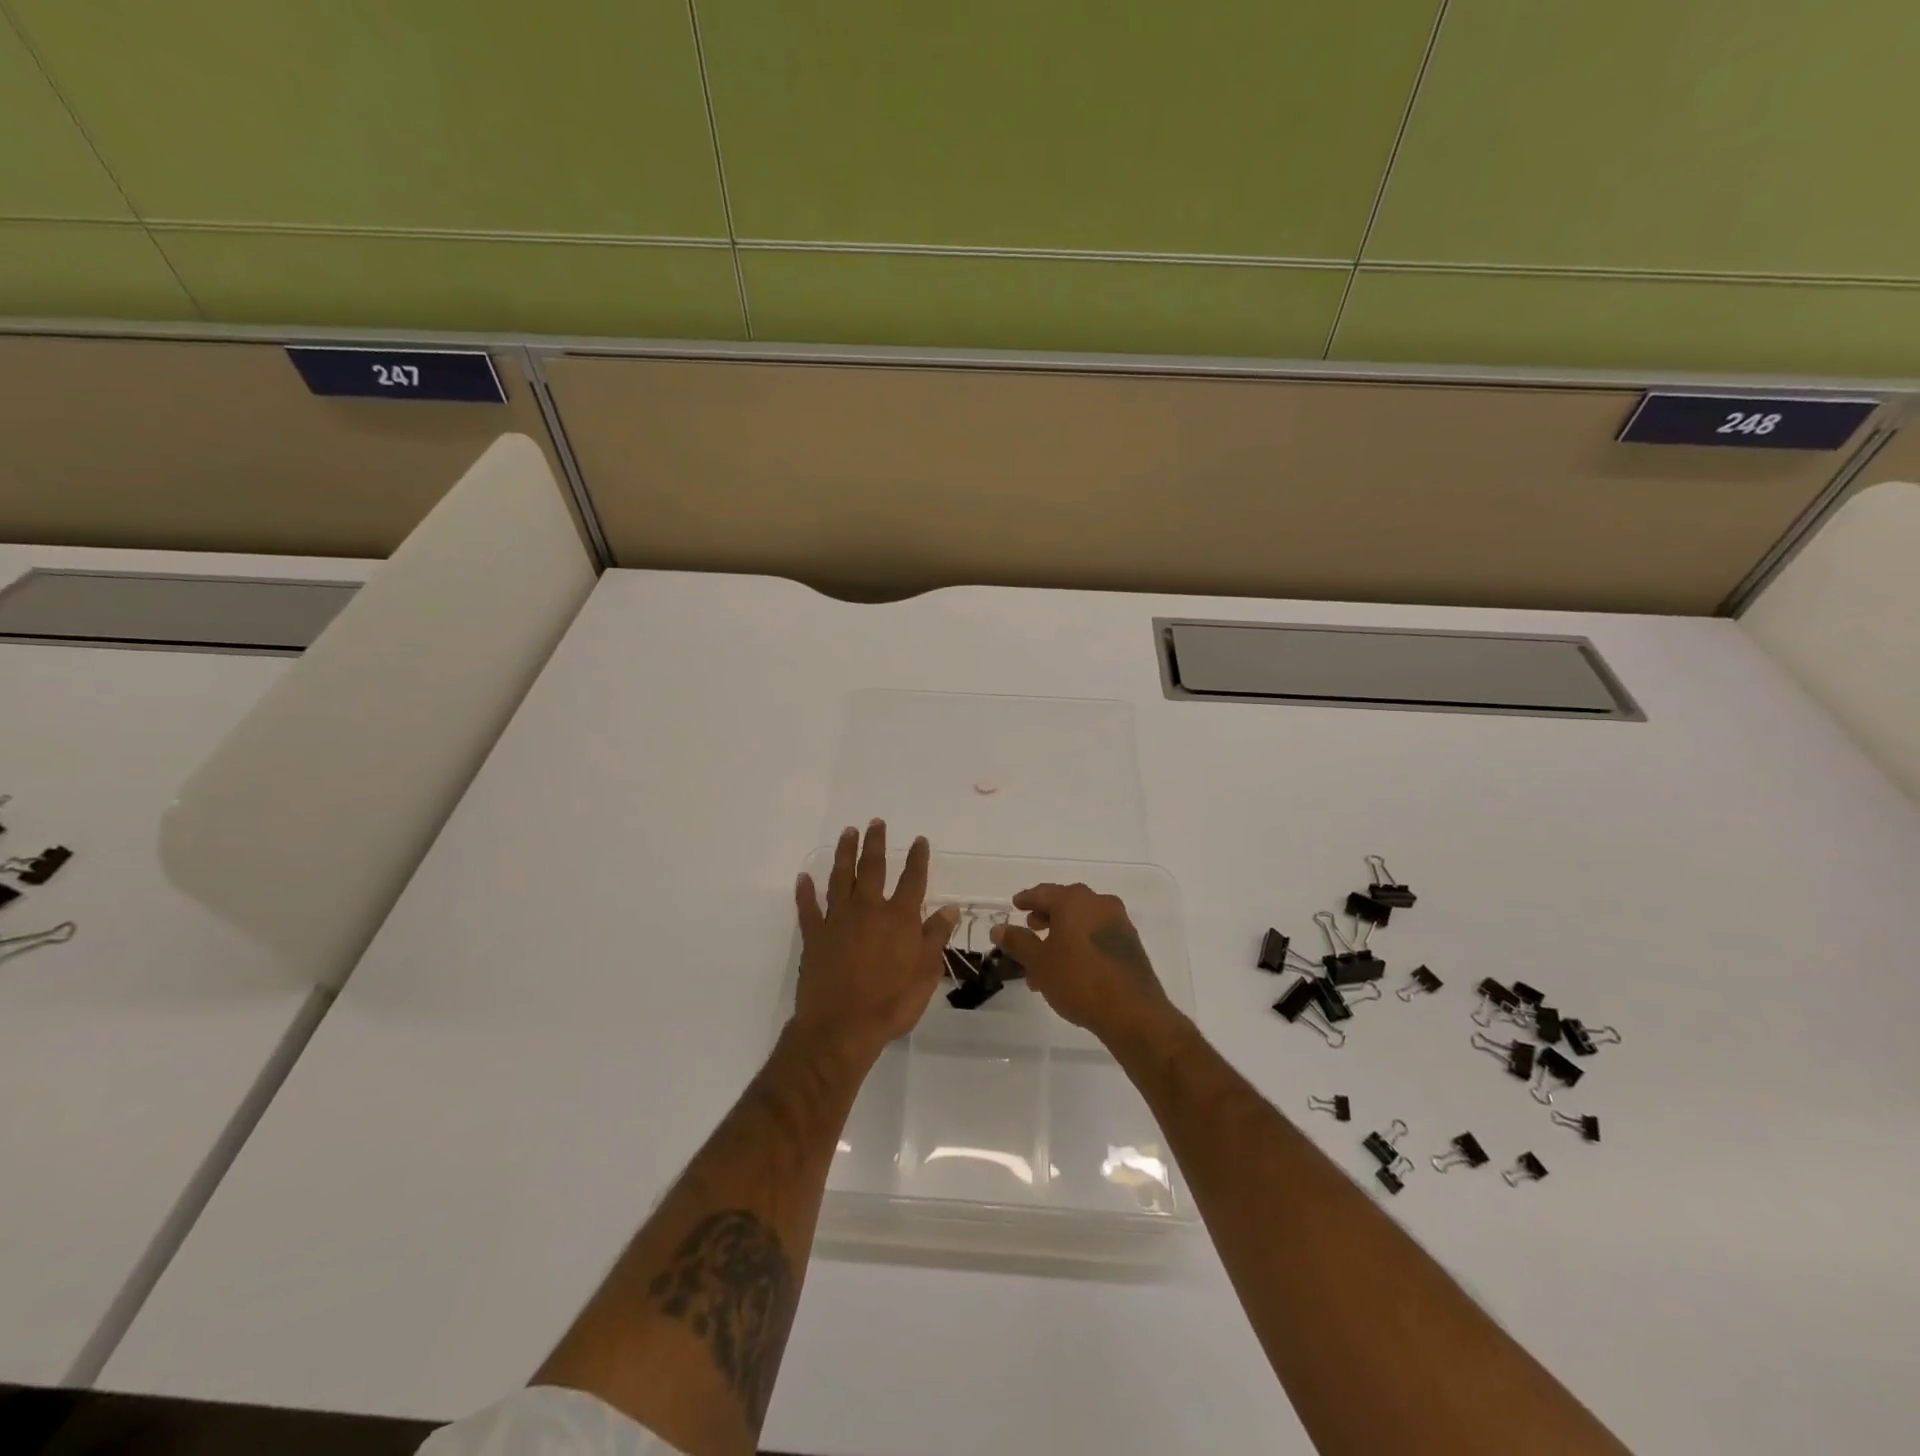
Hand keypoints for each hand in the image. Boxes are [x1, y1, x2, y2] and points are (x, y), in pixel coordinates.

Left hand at [792, 821, 956, 1064]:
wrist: (841, 1028)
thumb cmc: (891, 1003)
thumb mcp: (925, 973)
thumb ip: (935, 937)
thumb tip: (948, 908)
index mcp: (899, 918)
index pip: (912, 880)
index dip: (917, 858)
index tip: (919, 840)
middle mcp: (868, 909)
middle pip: (872, 868)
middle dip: (875, 843)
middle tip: (875, 822)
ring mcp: (838, 920)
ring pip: (840, 878)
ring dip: (844, 854)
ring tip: (847, 833)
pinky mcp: (814, 936)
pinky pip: (808, 908)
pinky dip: (805, 892)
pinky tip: (803, 877)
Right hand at [990, 883, 1173, 1043]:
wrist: (1133, 1012)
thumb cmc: (1078, 980)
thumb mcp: (1039, 962)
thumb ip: (1017, 942)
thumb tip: (999, 928)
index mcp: (1074, 901)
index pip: (1043, 892)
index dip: (1026, 899)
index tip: (1015, 905)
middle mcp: (1099, 903)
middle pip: (1066, 904)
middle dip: (1046, 916)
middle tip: (1031, 928)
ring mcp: (1119, 922)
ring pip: (1082, 922)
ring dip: (1063, 935)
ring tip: (1046, 960)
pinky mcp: (1131, 943)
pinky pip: (1098, 935)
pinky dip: (1081, 943)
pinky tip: (1071, 968)